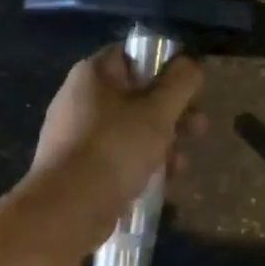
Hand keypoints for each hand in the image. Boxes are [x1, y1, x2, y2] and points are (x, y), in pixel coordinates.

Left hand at [28, 45, 205, 239]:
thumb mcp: (159, 111)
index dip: (167, 66)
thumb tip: (191, 63)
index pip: (135, 54)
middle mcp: (80, 97)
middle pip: (138, 94)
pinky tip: (163, 182)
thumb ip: (181, 82)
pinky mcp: (78, 166)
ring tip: (182, 164)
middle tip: (199, 128)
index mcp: (93, 74)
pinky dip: (142, 163)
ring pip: (132, 127)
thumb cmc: (115, 149)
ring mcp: (77, 134)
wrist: (65, 212)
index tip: (190, 87)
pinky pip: (118, 154)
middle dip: (174, 113)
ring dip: (163, 142)